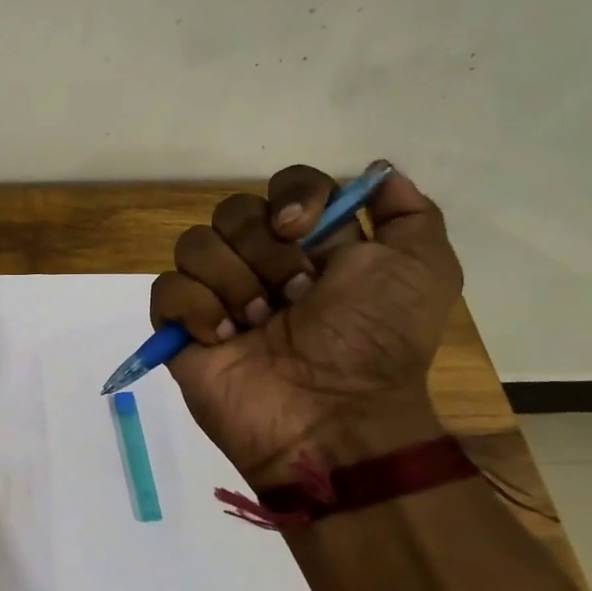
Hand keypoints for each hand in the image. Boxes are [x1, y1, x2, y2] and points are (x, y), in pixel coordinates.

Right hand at [151, 163, 461, 485]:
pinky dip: (196, 308)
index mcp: (312, 245)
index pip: (284, 186)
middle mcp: (261, 264)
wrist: (333, 417)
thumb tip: (379, 173)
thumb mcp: (424, 270)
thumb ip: (410, 213)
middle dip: (264, 250)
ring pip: (194, 244)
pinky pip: (167, 289)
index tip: (302, 228)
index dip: (291, 195)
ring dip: (233, 282)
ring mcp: (218, 296)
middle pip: (233, 211)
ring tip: (259, 324)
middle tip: (295, 296)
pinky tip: (224, 338)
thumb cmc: (377, 342)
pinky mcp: (183, 329)